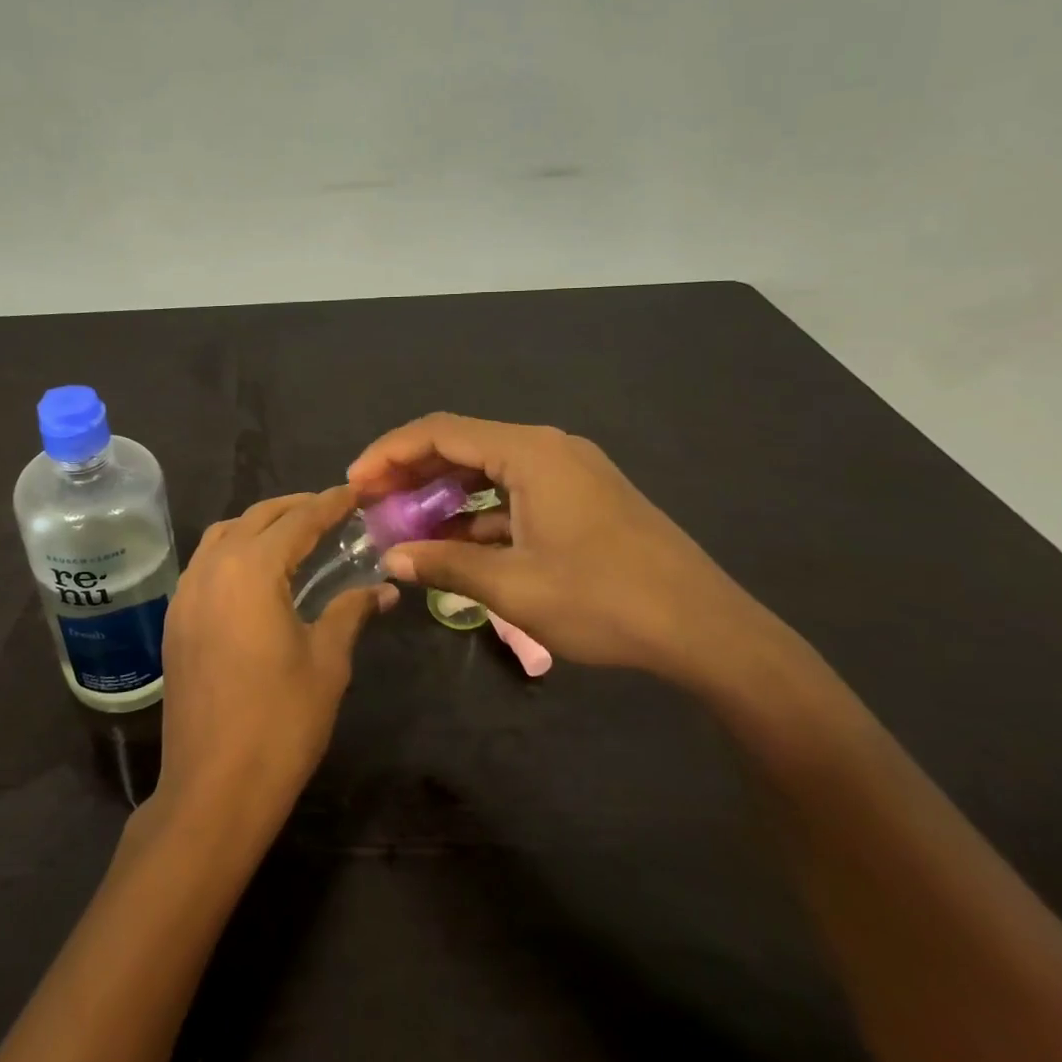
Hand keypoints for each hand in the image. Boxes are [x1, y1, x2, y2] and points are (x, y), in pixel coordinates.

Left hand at [152, 488, 394, 833]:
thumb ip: (351, 612)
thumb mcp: (327, 662)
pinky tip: (257, 572)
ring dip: (259, 525)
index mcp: (251, 569)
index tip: (356, 492)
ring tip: (295, 534)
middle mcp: (212, 568)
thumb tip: (383, 588)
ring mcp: (187, 593)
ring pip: (223, 535)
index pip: (298, 520)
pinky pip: (205, 563)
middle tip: (331, 509)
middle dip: (294, 507)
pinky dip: (234, 550)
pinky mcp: (175, 619)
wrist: (213, 787)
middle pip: (256, 517)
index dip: (330, 503)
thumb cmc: (280, 722)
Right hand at [348, 413, 787, 689]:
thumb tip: (391, 558)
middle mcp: (549, 447)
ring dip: (444, 493)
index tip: (354, 484)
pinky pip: (515, 490)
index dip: (389, 454)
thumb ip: (445, 565)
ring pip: (488, 468)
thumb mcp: (514, 587)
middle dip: (412, 471)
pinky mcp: (583, 497)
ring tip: (405, 523)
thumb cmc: (605, 601)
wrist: (706, 629)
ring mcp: (570, 471)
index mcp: (530, 452)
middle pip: (463, 443)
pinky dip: (480, 510)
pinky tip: (457, 542)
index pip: (441, 432)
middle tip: (372, 503)